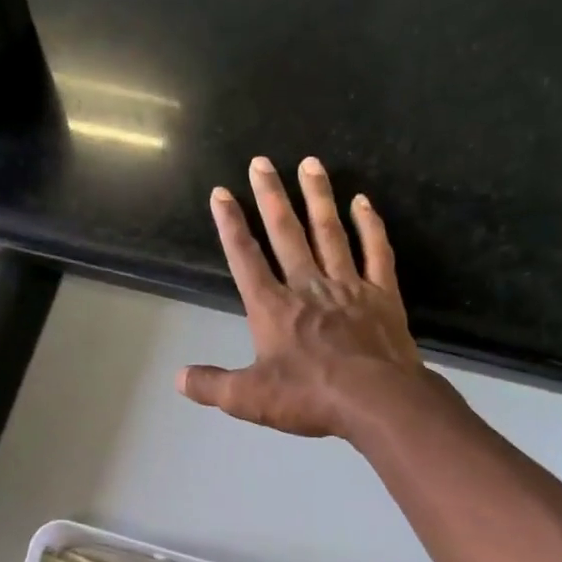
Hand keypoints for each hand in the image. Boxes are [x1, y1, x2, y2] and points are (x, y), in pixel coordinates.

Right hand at [178, 156, 428, 438]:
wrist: (376, 399)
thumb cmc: (310, 397)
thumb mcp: (250, 399)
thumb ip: (213, 386)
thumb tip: (179, 378)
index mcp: (273, 308)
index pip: (245, 259)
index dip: (231, 225)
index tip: (221, 193)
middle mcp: (307, 286)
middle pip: (286, 234)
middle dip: (271, 196)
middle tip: (262, 162)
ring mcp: (348, 286)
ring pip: (329, 232)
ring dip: (317, 197)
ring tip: (310, 163)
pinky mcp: (382, 294)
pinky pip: (376, 251)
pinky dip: (369, 225)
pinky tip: (363, 201)